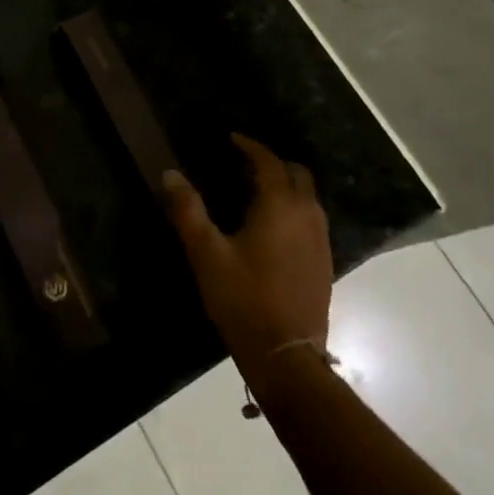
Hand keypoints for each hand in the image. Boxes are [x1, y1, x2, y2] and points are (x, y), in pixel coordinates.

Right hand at [162, 134, 333, 371]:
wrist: (286, 356)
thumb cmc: (243, 299)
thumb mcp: (206, 253)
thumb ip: (187, 210)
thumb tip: (170, 173)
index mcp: (280, 207)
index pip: (269, 162)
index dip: (250, 146)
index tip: (231, 138)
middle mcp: (307, 216)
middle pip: (297, 174)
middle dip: (273, 162)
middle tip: (243, 162)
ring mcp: (321, 241)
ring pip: (308, 197)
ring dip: (286, 184)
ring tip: (255, 189)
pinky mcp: (324, 263)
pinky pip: (312, 219)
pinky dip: (294, 207)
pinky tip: (273, 225)